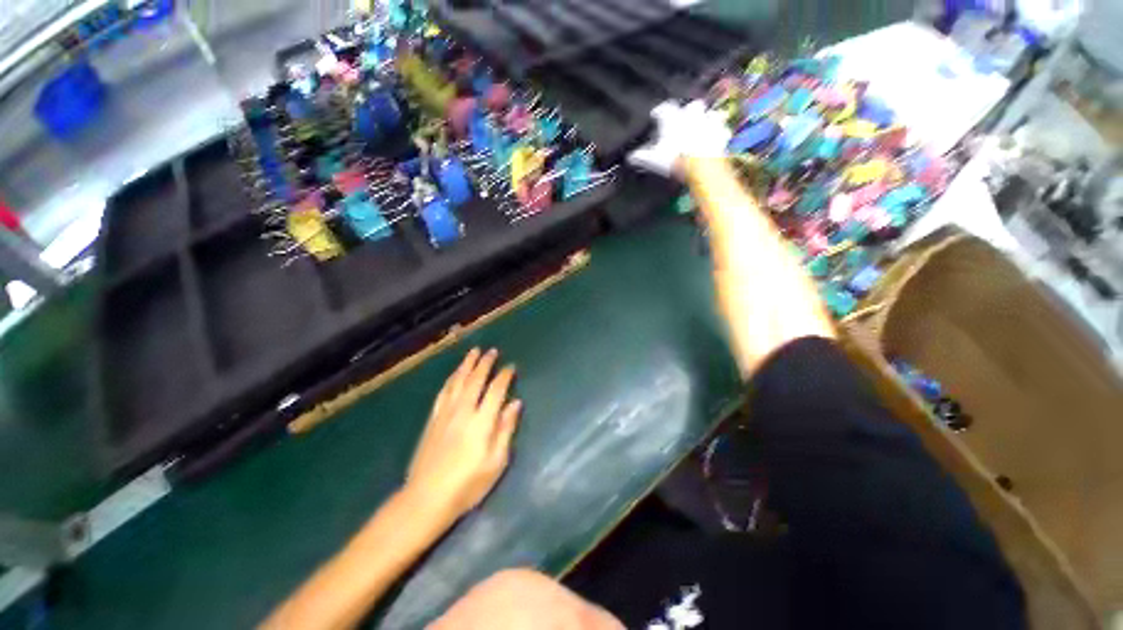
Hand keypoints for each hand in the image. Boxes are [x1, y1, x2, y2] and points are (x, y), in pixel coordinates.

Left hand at [406, 348, 521, 519]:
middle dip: (485, 363)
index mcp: (482, 421)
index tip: (511, 367)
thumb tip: (515, 403)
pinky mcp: (433, 419)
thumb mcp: (496, 462)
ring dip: (467, 365)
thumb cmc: (468, 484)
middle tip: (492, 351)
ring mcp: (445, 413)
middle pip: (475, 380)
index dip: (504, 376)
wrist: (426, 498)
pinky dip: (451, 379)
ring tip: (473, 352)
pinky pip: (443, 392)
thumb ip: (506, 429)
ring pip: (458, 381)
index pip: (496, 390)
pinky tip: (455, 374)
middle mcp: (464, 411)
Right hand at [627, 99, 731, 177]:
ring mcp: (708, 122)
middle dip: (688, 111)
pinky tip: (717, 137)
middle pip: (691, 106)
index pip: (664, 109)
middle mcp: (692, 114)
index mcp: (673, 118)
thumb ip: (641, 157)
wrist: (700, 164)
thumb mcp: (652, 159)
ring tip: (704, 125)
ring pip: (710, 114)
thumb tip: (630, 157)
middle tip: (684, 118)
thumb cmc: (673, 158)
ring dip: (707, 119)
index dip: (659, 112)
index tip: (655, 115)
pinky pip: (722, 130)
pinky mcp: (721, 133)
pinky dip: (719, 134)